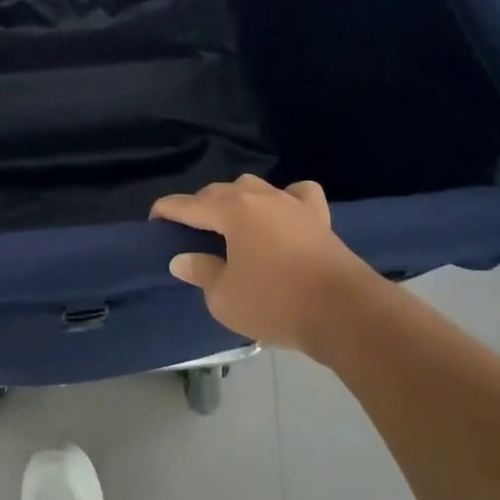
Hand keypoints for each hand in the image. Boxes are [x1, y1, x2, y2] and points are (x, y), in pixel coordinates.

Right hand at [155, 175, 379, 354]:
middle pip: (219, 192)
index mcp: (230, 210)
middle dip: (200, 207)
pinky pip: (297, 195)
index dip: (166, 211)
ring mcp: (291, 202)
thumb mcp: (225, 297)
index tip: (154, 220)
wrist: (344, 311)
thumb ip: (201, 272)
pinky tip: (283, 213)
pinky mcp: (318, 216)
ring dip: (238, 201)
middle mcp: (257, 196)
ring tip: (233, 223)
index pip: (187, 204)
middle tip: (191, 232)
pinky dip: (286, 199)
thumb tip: (182, 258)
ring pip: (254, 188)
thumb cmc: (276, 302)